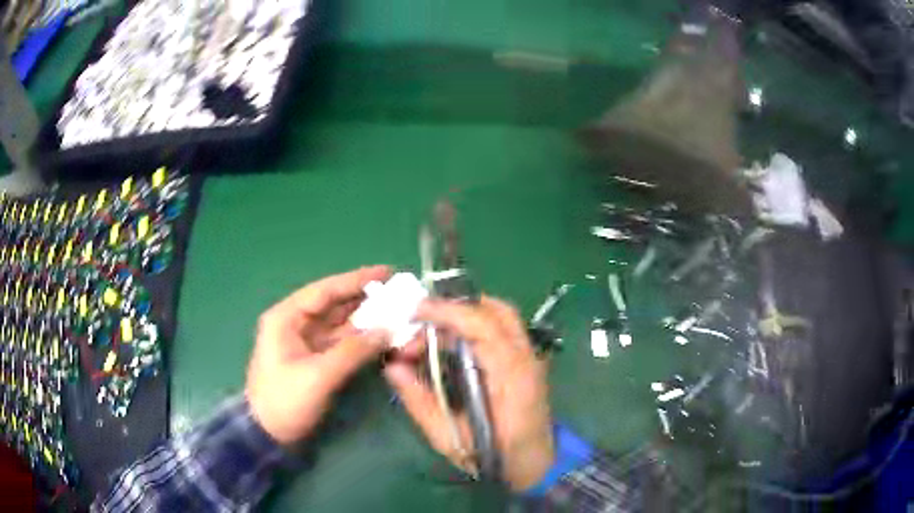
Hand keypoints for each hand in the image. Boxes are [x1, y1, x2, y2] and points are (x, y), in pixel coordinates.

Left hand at [245, 266, 390, 444]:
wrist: (268, 434)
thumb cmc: (285, 401)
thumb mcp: (318, 376)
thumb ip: (352, 351)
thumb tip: (387, 330)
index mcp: (286, 318)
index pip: (325, 291)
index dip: (356, 280)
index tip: (387, 272)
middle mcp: (296, 324)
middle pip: (335, 305)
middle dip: (366, 300)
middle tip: (400, 294)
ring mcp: (306, 343)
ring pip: (341, 324)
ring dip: (368, 321)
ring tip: (398, 313)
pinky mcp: (316, 360)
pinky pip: (343, 343)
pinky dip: (362, 341)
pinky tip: (384, 337)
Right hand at [384, 296, 554, 490]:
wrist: (534, 464)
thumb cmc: (494, 457)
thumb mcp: (449, 437)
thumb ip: (420, 401)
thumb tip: (392, 367)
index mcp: (511, 378)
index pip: (483, 327)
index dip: (447, 313)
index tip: (414, 312)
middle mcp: (526, 358)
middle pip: (495, 311)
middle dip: (453, 309)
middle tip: (419, 324)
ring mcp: (531, 357)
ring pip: (500, 315)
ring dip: (465, 314)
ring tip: (431, 330)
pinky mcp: (527, 360)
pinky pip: (503, 327)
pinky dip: (476, 323)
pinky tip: (452, 340)